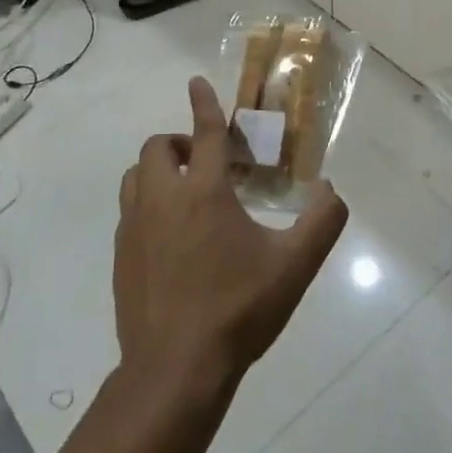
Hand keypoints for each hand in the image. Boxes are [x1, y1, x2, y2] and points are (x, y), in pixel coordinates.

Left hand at [114, 77, 347, 399]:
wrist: (175, 370)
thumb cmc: (237, 310)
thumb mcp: (294, 267)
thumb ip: (322, 222)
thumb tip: (330, 190)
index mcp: (204, 193)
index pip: (205, 133)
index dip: (203, 104)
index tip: (196, 82)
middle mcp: (162, 200)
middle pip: (157, 148)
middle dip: (180, 142)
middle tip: (207, 163)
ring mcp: (134, 228)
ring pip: (136, 176)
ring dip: (159, 171)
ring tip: (186, 193)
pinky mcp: (121, 255)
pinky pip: (129, 210)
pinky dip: (148, 204)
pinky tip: (171, 236)